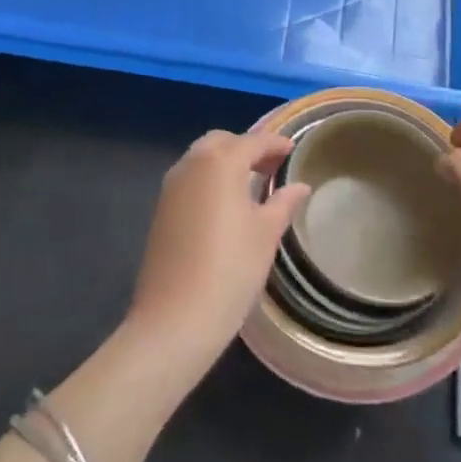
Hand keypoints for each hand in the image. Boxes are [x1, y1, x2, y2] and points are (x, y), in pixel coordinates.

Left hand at [127, 130, 307, 368]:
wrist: (174, 320)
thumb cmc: (230, 270)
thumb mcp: (266, 234)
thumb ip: (283, 203)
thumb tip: (299, 186)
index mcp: (220, 162)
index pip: (253, 141)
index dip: (275, 144)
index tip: (293, 149)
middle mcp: (191, 164)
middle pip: (222, 142)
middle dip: (247, 148)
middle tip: (271, 166)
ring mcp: (171, 187)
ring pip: (202, 159)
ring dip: (226, 162)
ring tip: (252, 185)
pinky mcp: (161, 210)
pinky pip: (190, 179)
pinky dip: (209, 179)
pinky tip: (226, 205)